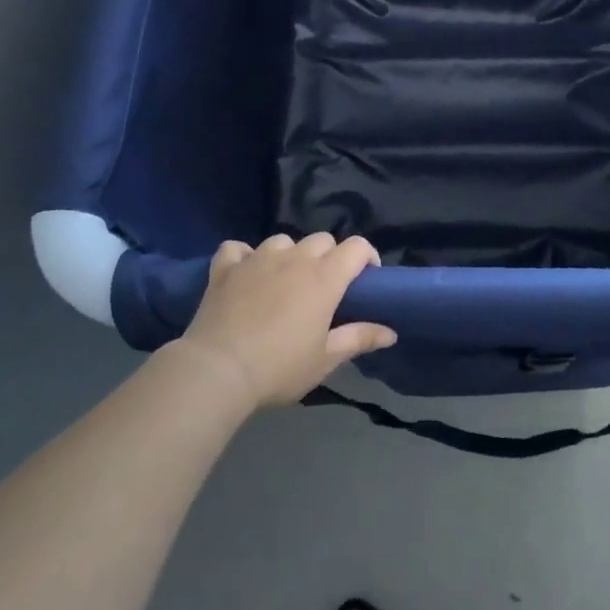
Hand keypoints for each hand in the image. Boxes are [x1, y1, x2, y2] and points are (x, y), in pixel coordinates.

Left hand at [176, 233, 396, 409]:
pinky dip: (244, 256)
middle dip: (329, 257)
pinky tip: (245, 273)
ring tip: (284, 281)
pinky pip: (238, 248)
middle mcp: (294, 258)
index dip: (367, 257)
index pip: (357, 247)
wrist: (218, 370)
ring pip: (282, 240)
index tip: (366, 280)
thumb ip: (359, 338)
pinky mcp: (227, 266)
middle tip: (324, 288)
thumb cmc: (279, 367)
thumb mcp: (325, 360)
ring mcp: (258, 258)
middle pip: (321, 240)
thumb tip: (390, 332)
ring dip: (289, 255)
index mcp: (324, 277)